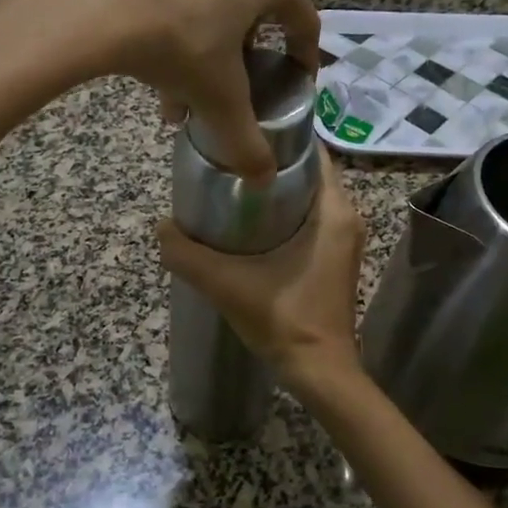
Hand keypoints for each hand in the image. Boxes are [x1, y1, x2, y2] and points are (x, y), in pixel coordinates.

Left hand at [35, 0, 321, 179]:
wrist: (93, 5)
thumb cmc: (178, 45)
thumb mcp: (219, 99)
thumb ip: (246, 141)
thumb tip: (265, 180)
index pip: (303, 21)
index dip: (302, 58)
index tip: (292, 83)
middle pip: (252, 14)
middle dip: (238, 61)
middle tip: (225, 93)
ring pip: (212, 3)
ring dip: (203, 50)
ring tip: (178, 97)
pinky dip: (175, 25)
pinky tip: (151, 66)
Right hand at [157, 149, 365, 396]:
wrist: (320, 373)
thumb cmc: (286, 321)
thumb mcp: (228, 284)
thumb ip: (189, 255)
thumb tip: (160, 228)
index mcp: (334, 212)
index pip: (313, 153)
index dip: (279, 138)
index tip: (243, 134)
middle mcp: (346, 218)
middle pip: (307, 174)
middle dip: (270, 164)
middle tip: (228, 159)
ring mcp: (343, 240)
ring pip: (308, 198)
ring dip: (275, 190)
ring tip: (232, 184)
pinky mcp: (335, 259)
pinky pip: (310, 220)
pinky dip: (283, 213)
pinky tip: (248, 222)